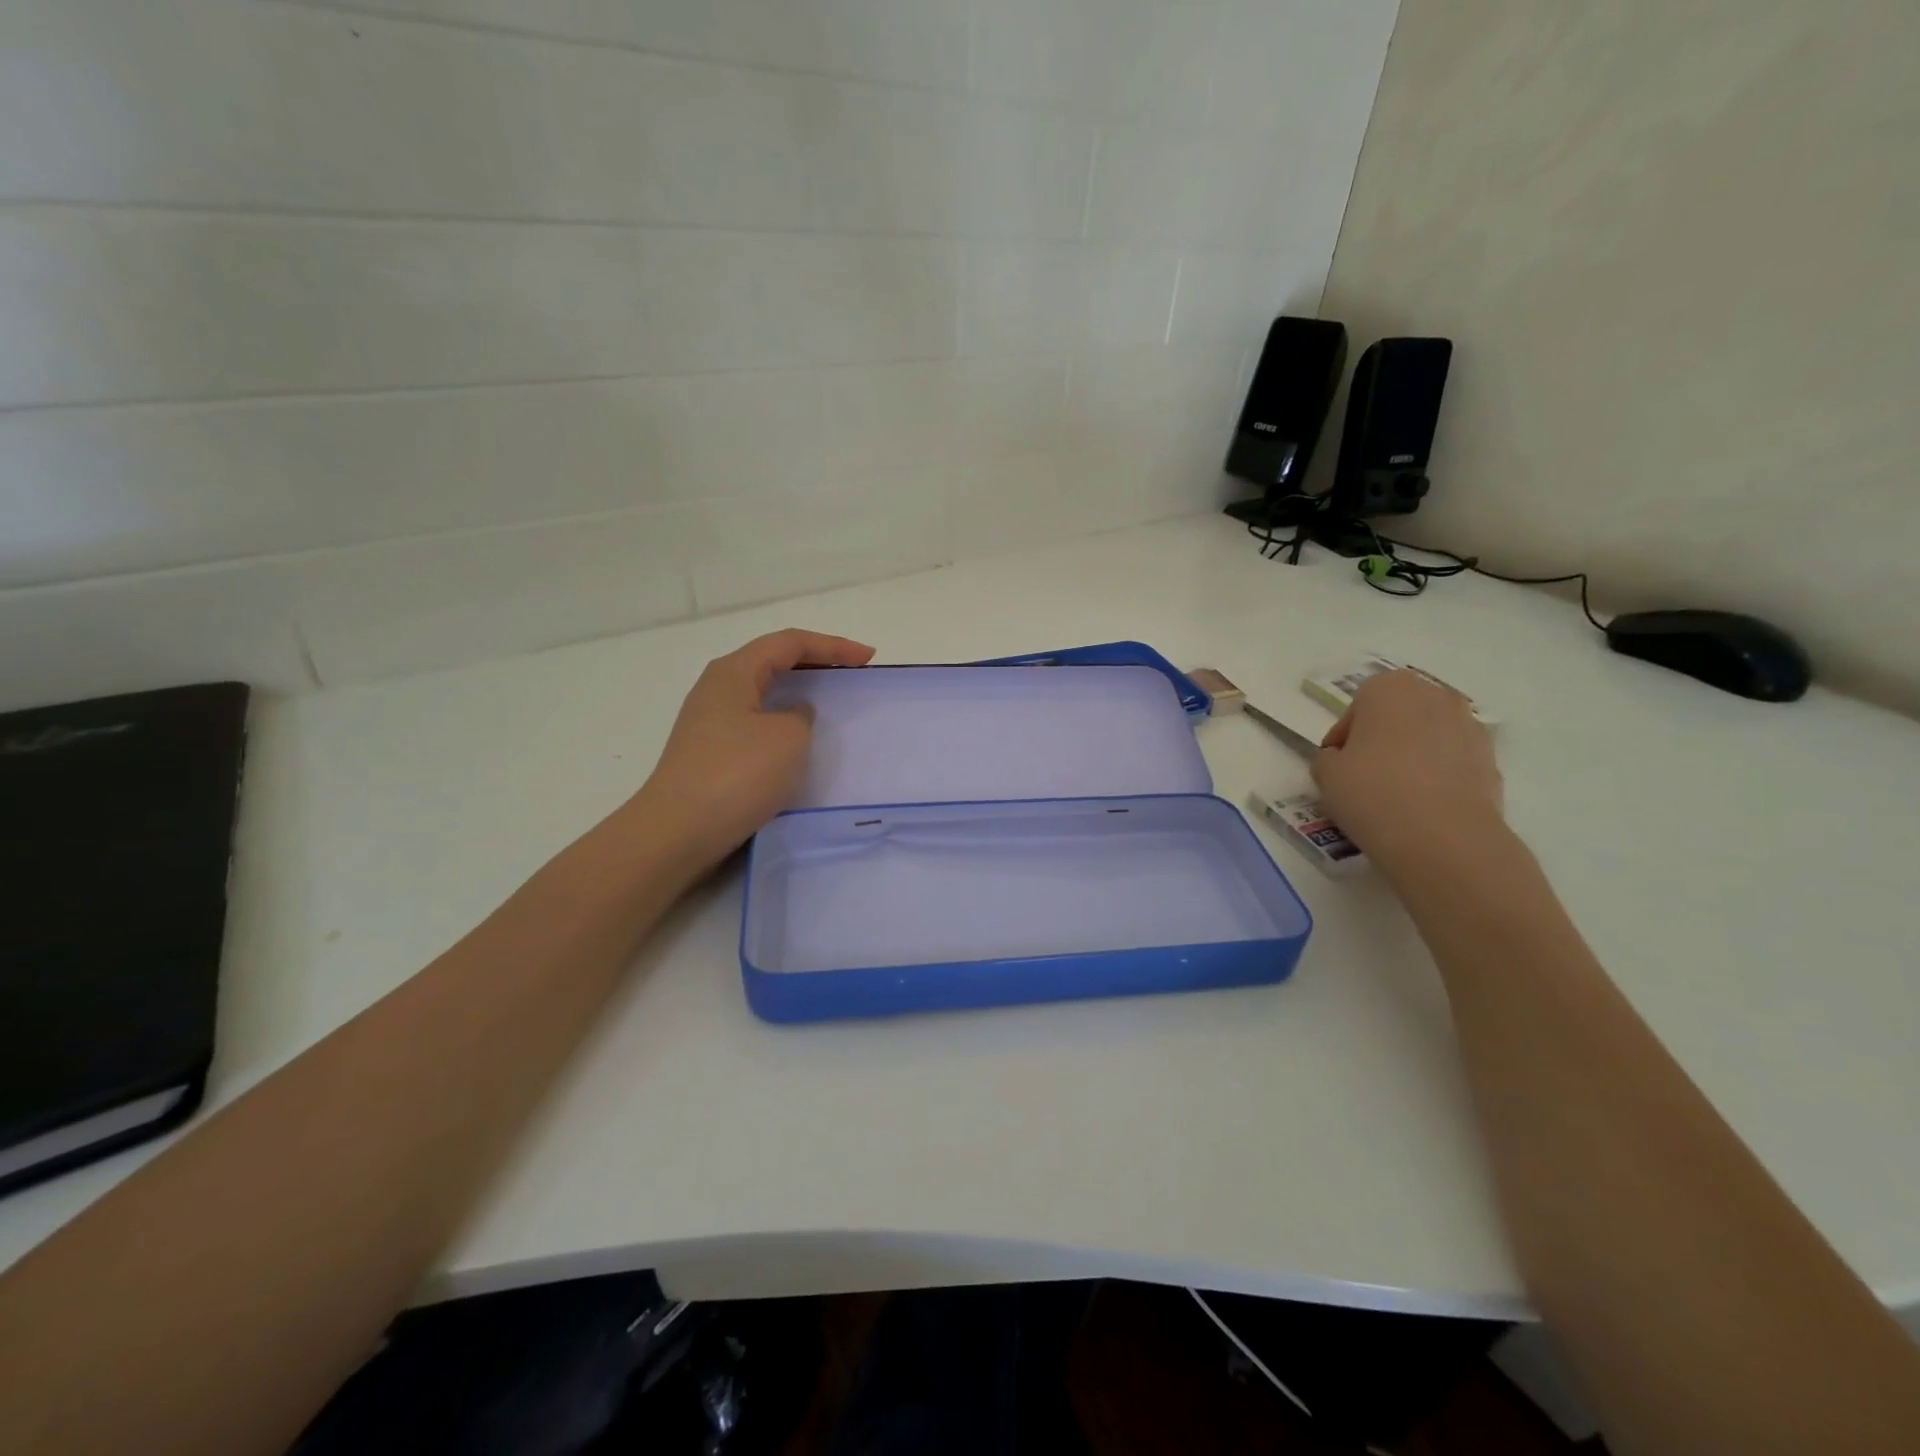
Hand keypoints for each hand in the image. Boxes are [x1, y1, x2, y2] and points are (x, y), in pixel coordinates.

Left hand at [636, 628, 874, 868]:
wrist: (679, 831)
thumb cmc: (737, 774)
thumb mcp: (788, 737)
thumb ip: (801, 716)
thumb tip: (792, 714)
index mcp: (734, 671)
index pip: (790, 642)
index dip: (833, 646)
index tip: (868, 658)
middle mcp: (717, 688)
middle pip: (773, 661)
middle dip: (816, 662)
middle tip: (852, 673)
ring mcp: (710, 721)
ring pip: (763, 693)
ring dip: (798, 693)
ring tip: (830, 703)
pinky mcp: (710, 752)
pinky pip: (756, 722)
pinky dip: (783, 722)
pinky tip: (799, 741)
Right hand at [1310, 669, 1503, 872]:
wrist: (1442, 837)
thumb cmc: (1372, 791)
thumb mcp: (1325, 773)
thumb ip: (1328, 758)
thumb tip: (1342, 759)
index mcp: (1390, 688)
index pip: (1357, 706)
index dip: (1344, 736)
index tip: (1337, 763)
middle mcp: (1434, 695)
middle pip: (1398, 714)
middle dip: (1382, 738)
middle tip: (1364, 774)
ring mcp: (1469, 726)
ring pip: (1428, 736)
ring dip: (1412, 755)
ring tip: (1395, 793)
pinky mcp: (1491, 760)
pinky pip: (1452, 761)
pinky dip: (1438, 776)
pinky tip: (1423, 806)